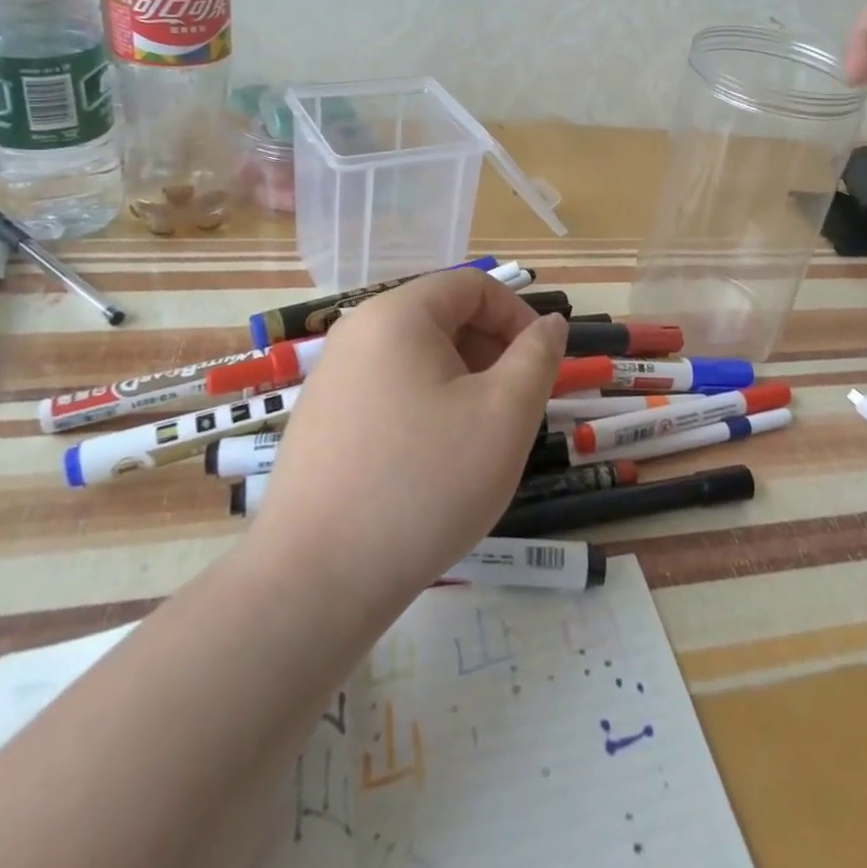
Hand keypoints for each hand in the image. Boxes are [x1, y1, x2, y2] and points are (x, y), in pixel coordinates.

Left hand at [247, 269, 566, 621]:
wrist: (316, 582)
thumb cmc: (426, 482)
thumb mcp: (505, 413)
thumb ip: (538, 356)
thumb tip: (550, 324)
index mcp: (398, 314)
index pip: (473, 285)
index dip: (518, 316)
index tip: (540, 366)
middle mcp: (357, 333)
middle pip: (443, 318)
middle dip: (491, 353)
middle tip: (514, 409)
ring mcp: (332, 379)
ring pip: (418, 359)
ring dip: (462, 385)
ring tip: (478, 441)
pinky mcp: (321, 422)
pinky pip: (389, 392)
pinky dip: (425, 409)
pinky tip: (433, 465)